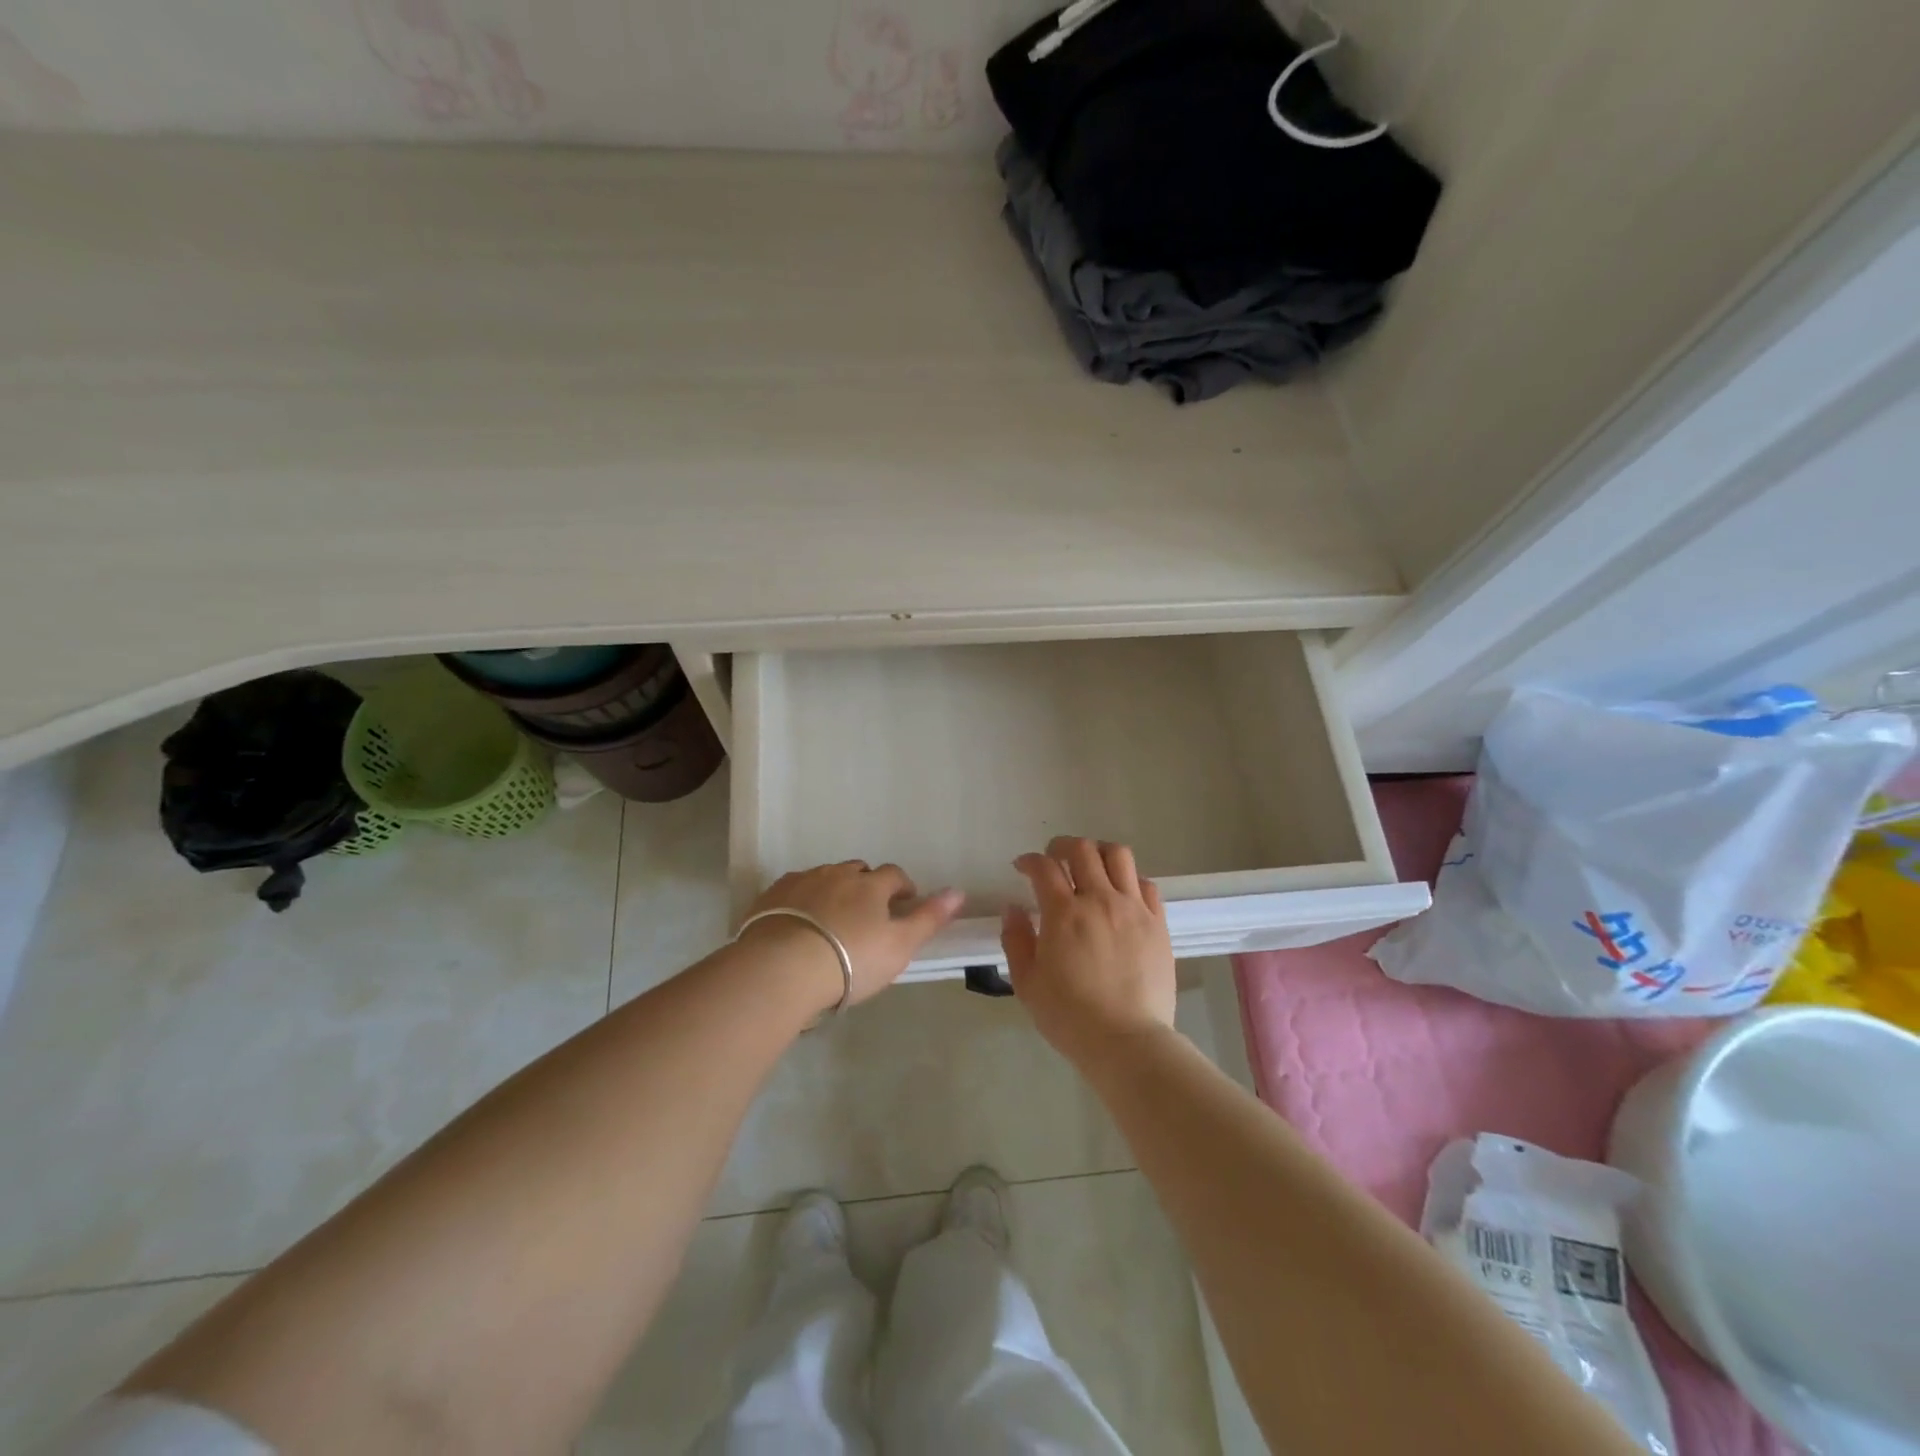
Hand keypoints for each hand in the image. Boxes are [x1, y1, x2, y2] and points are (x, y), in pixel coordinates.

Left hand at [744, 862, 963, 1008]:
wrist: (783, 968)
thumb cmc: (851, 960)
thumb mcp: (900, 946)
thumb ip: (929, 918)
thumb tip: (958, 891)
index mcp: (871, 884)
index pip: (895, 875)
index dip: (902, 888)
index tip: (904, 904)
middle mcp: (837, 874)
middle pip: (858, 871)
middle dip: (866, 885)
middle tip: (866, 915)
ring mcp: (802, 881)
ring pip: (824, 877)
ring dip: (833, 890)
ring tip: (831, 921)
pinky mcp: (771, 895)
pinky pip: (793, 889)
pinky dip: (801, 899)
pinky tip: (798, 922)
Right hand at [1001, 836, 1176, 1065]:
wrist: (1127, 1041)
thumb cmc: (1070, 1017)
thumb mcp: (1027, 983)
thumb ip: (1016, 940)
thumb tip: (1013, 909)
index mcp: (1064, 913)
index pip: (1044, 867)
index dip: (1029, 861)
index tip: (1022, 867)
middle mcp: (1099, 900)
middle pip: (1082, 850)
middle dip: (1061, 846)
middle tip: (1053, 858)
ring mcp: (1133, 909)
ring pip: (1118, 856)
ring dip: (1098, 852)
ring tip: (1090, 865)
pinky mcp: (1158, 923)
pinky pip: (1146, 884)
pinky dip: (1129, 879)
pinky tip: (1121, 893)